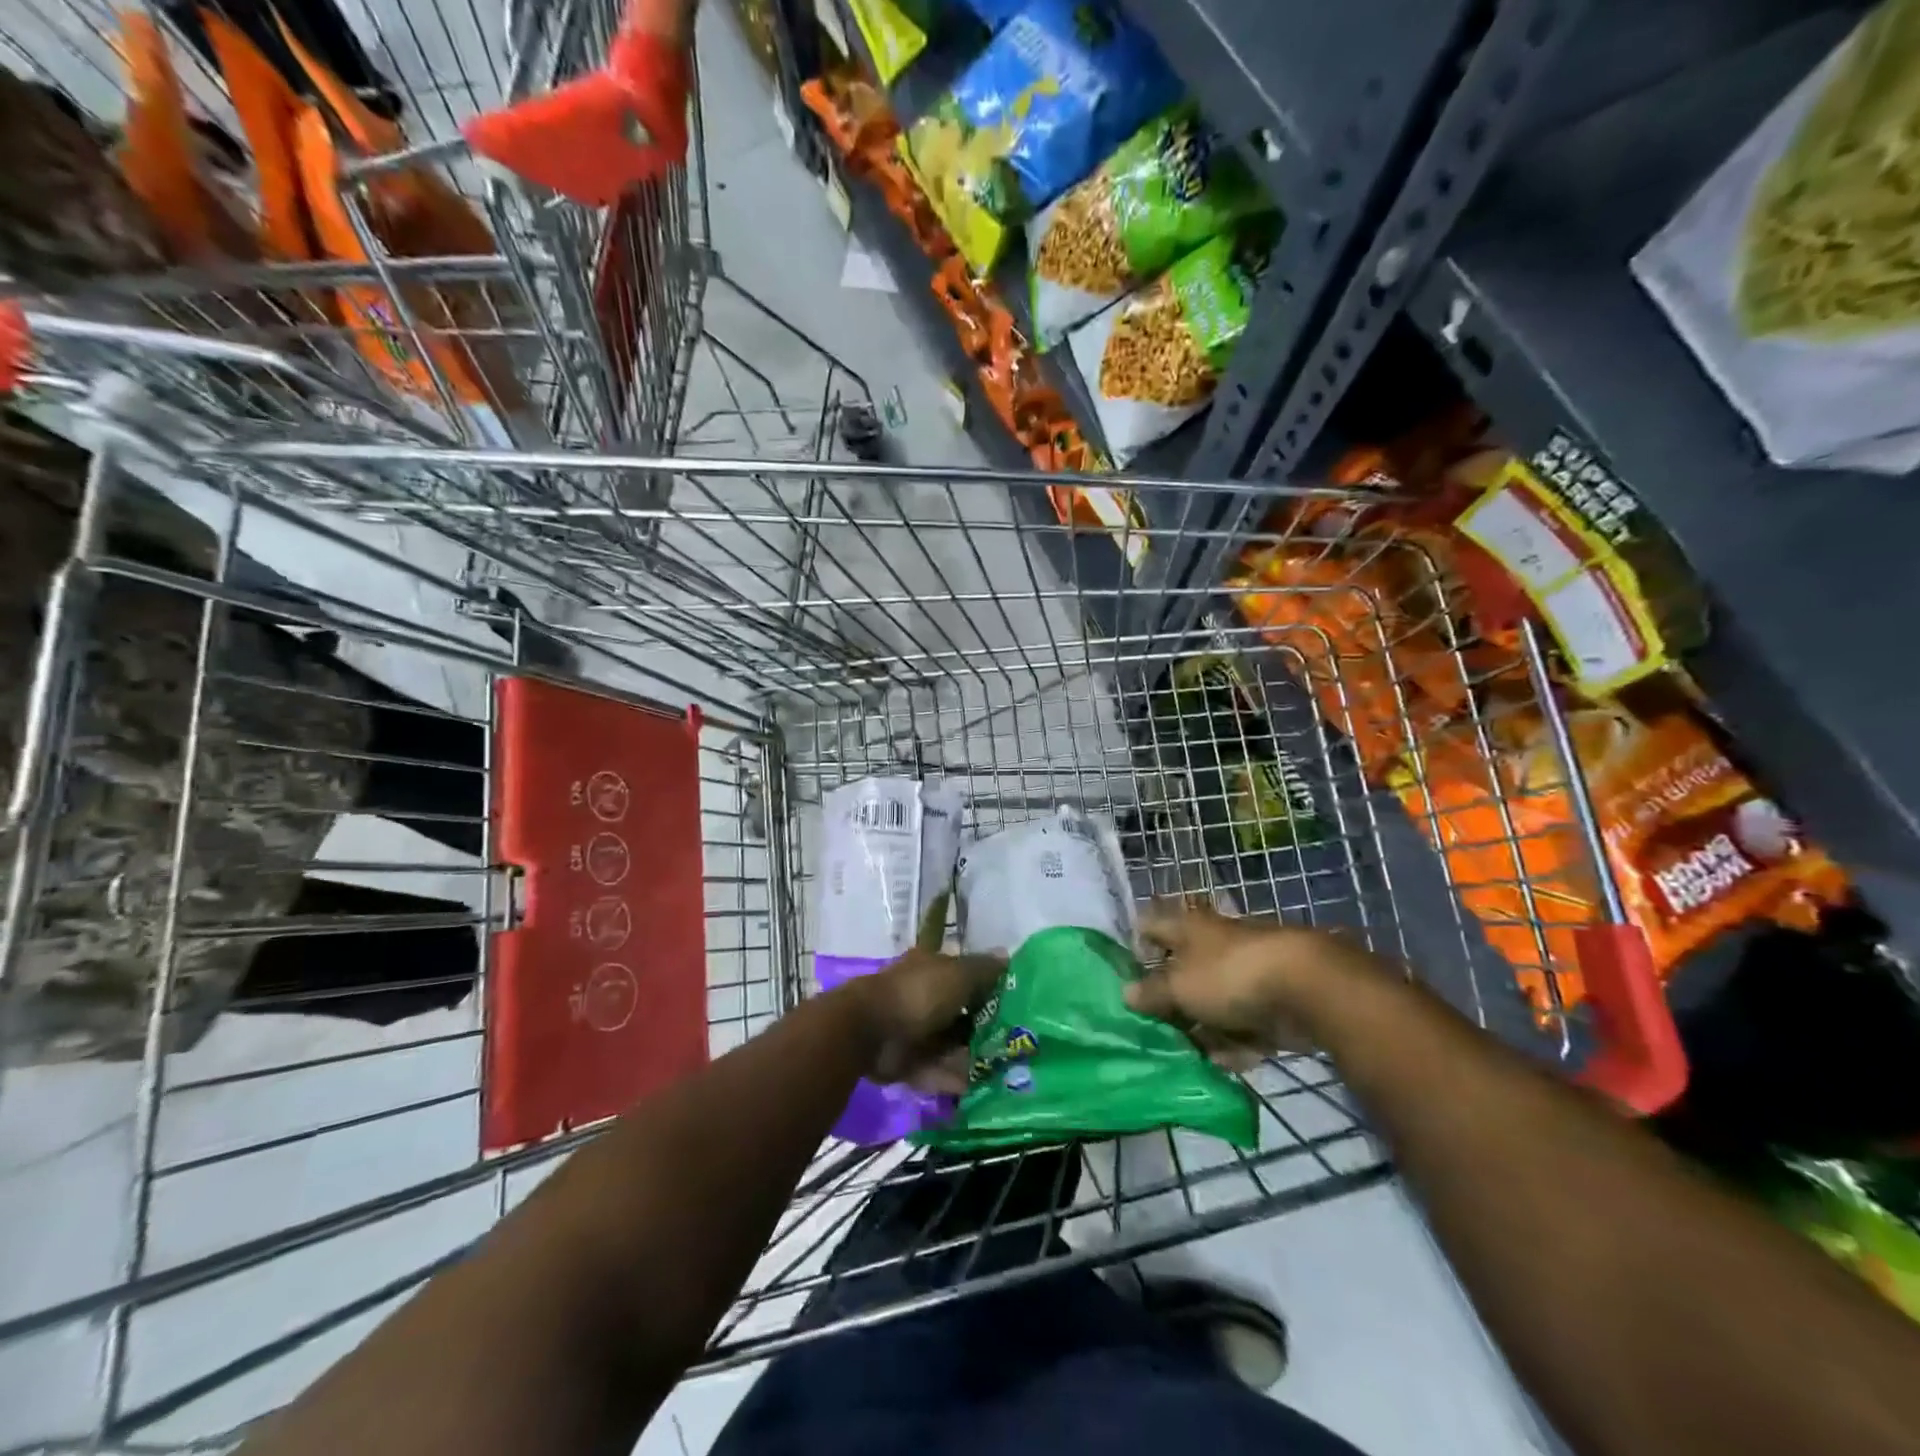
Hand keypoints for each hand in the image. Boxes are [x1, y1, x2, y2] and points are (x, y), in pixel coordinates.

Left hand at [843, 946, 1004, 1092]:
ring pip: (949, 1044)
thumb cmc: (919, 994)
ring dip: (970, 1057)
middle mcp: (923, 996)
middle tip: (1013, 1044)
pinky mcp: (906, 1061)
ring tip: (1001, 1072)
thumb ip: (983, 970)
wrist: (871, 1031)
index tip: (1014, 1004)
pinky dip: (951, 1078)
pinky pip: (934, 1069)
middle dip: (983, 1027)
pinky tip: (974, 1087)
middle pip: (959, 1012)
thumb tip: (1006, 955)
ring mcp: (913, 1030)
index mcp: (932, 968)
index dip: (987, 986)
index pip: (964, 974)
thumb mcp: (958, 975)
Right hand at [1124, 899, 1392, 1059]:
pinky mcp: (1273, 1002)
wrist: (1307, 988)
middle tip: (1152, 1026)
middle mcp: (1215, 944)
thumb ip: (1152, 993)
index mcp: (1189, 928)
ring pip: (1214, 1000)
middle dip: (1170, 999)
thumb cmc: (1228, 975)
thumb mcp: (1179, 987)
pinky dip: (1233, 1042)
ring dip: (1201, 1027)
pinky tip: (1222, 1064)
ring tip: (1185, 1054)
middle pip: (1185, 969)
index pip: (1154, 926)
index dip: (1138, 945)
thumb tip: (1126, 993)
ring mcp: (1246, 973)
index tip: (1127, 973)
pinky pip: (1244, 1023)